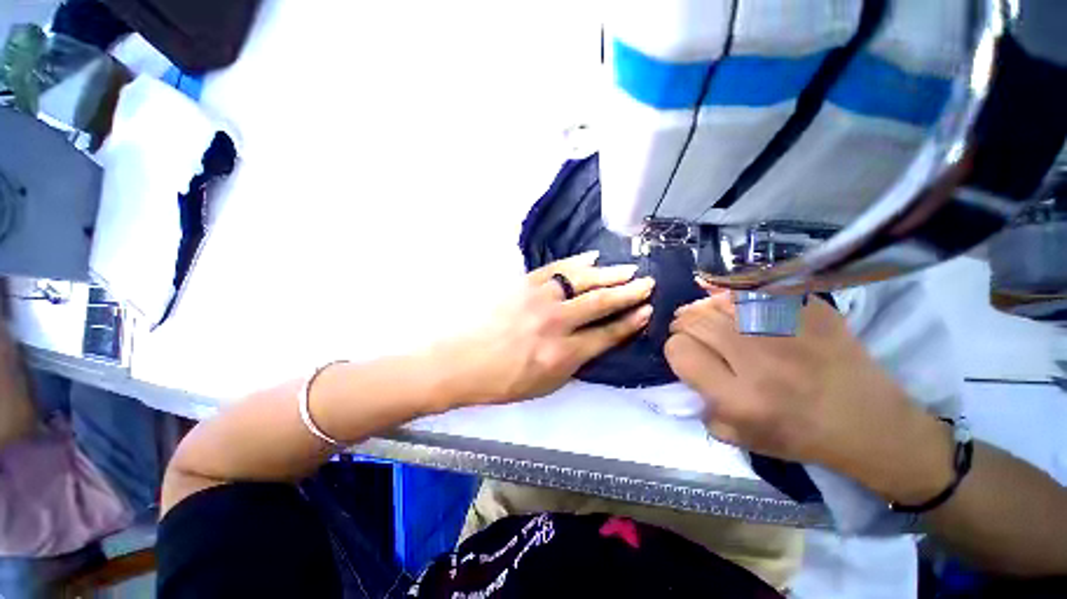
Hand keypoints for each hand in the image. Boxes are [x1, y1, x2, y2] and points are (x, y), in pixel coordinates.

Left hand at [446, 251, 653, 403]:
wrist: (463, 360)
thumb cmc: (504, 380)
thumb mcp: (547, 384)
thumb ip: (576, 362)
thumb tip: (598, 340)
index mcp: (563, 354)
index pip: (607, 334)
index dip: (630, 322)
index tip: (647, 311)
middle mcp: (556, 323)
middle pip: (600, 302)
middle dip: (629, 293)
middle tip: (647, 283)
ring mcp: (539, 299)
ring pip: (582, 280)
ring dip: (609, 274)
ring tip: (628, 270)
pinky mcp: (524, 283)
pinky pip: (557, 268)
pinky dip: (578, 262)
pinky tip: (593, 258)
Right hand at [665, 289, 952, 501]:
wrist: (869, 424)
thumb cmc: (800, 436)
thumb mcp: (739, 437)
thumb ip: (701, 404)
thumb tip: (685, 367)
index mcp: (740, 398)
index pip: (680, 351)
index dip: (676, 349)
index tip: (686, 353)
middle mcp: (761, 361)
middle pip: (696, 320)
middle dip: (684, 323)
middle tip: (690, 329)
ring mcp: (790, 331)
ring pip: (721, 300)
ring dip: (706, 307)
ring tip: (710, 316)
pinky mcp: (812, 311)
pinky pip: (757, 289)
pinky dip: (736, 291)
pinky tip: (732, 299)